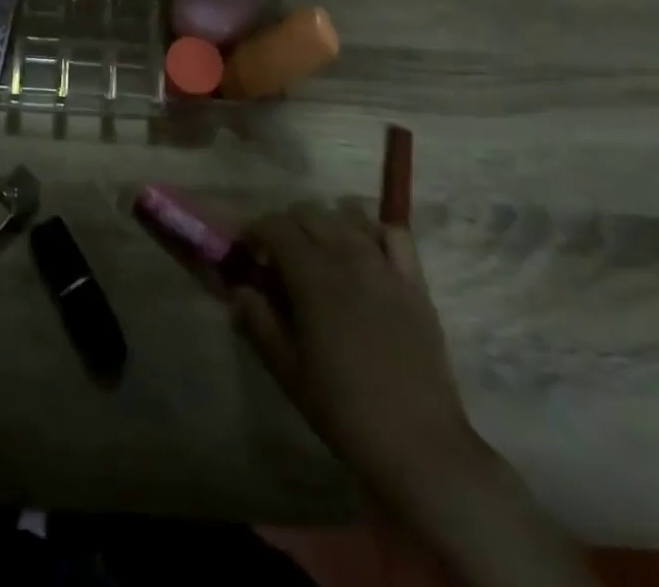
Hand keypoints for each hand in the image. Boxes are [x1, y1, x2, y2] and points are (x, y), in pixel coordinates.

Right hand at [232, 199, 480, 498]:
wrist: (419, 445)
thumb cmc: (344, 409)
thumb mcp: (287, 370)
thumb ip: (258, 322)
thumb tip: (239, 291)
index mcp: (311, 275)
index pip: (274, 226)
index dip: (255, 231)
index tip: (248, 253)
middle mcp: (346, 256)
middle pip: (308, 212)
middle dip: (286, 226)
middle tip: (279, 259)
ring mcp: (384, 265)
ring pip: (346, 216)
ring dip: (325, 226)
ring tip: (320, 256)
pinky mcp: (414, 281)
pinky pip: (393, 234)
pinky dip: (373, 233)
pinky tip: (365, 254)